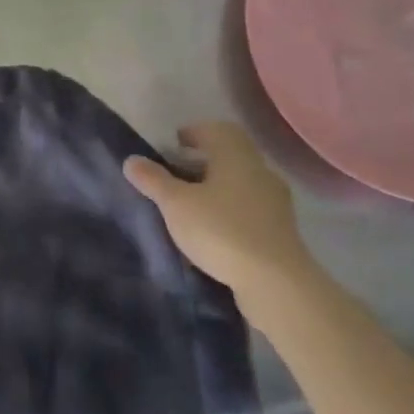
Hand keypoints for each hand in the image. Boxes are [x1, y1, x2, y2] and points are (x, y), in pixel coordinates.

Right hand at [123, 121, 311, 297]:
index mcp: (237, 156)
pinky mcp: (281, 231)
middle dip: (204, 161)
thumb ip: (154, 180)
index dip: (194, 132)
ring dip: (218, 188)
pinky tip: (214, 230)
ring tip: (192, 205)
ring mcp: (275, 202)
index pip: (216, 130)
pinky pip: (250, 209)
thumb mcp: (177, 205)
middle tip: (177, 173)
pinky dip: (230, 211)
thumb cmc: (222, 231)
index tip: (175, 143)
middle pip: (230, 156)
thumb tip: (131, 160)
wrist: (276, 283)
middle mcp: (260, 171)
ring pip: (241, 183)